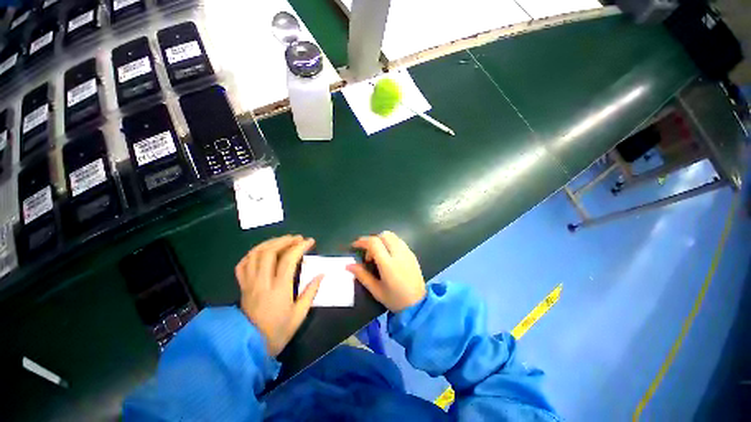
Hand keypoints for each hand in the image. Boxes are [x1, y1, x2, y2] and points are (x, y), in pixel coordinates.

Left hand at [235, 235, 321, 356]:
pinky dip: (253, 254)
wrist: (249, 348)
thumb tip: (321, 274)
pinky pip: (243, 265)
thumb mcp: (299, 314)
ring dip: (270, 243)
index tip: (310, 242)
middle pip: (269, 252)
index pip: (289, 259)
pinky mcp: (242, 287)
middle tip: (297, 238)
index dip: (300, 247)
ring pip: (255, 255)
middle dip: (285, 240)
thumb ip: (311, 292)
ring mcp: (249, 283)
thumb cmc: (278, 332)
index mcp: (279, 289)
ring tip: (283, 240)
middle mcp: (262, 282)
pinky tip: (263, 252)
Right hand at [347, 231, 425, 312]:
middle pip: (383, 235)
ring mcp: (407, 252)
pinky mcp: (412, 254)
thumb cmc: (395, 299)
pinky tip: (389, 256)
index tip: (355, 246)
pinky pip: (399, 241)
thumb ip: (362, 275)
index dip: (362, 241)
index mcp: (388, 264)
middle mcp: (399, 254)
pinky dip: (390, 243)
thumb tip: (348, 265)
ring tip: (379, 256)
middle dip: (372, 240)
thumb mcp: (375, 290)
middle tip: (369, 255)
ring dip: (382, 240)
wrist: (418, 304)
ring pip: (392, 236)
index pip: (374, 243)